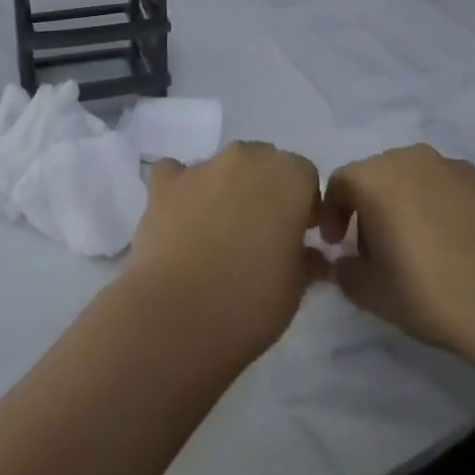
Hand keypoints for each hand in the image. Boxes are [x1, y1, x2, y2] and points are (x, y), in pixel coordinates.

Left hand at [124, 141, 326, 364]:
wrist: (177, 316)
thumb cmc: (250, 304)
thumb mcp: (295, 289)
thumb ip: (306, 260)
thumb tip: (311, 256)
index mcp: (288, 177)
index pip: (304, 175)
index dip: (303, 204)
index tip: (298, 235)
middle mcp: (246, 158)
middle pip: (262, 163)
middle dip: (265, 190)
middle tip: (259, 232)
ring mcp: (202, 166)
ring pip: (222, 168)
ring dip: (225, 189)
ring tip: (215, 233)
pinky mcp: (164, 182)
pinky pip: (175, 174)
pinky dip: (180, 189)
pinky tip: (180, 218)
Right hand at [319, 144, 474, 367]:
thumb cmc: (431, 292)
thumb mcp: (373, 294)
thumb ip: (348, 272)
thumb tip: (347, 262)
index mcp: (377, 177)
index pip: (341, 182)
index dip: (334, 213)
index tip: (339, 245)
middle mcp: (415, 160)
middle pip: (381, 176)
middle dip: (374, 208)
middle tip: (381, 250)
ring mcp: (459, 168)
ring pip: (422, 181)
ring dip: (414, 206)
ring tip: (428, 249)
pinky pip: (460, 193)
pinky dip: (452, 212)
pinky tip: (466, 250)